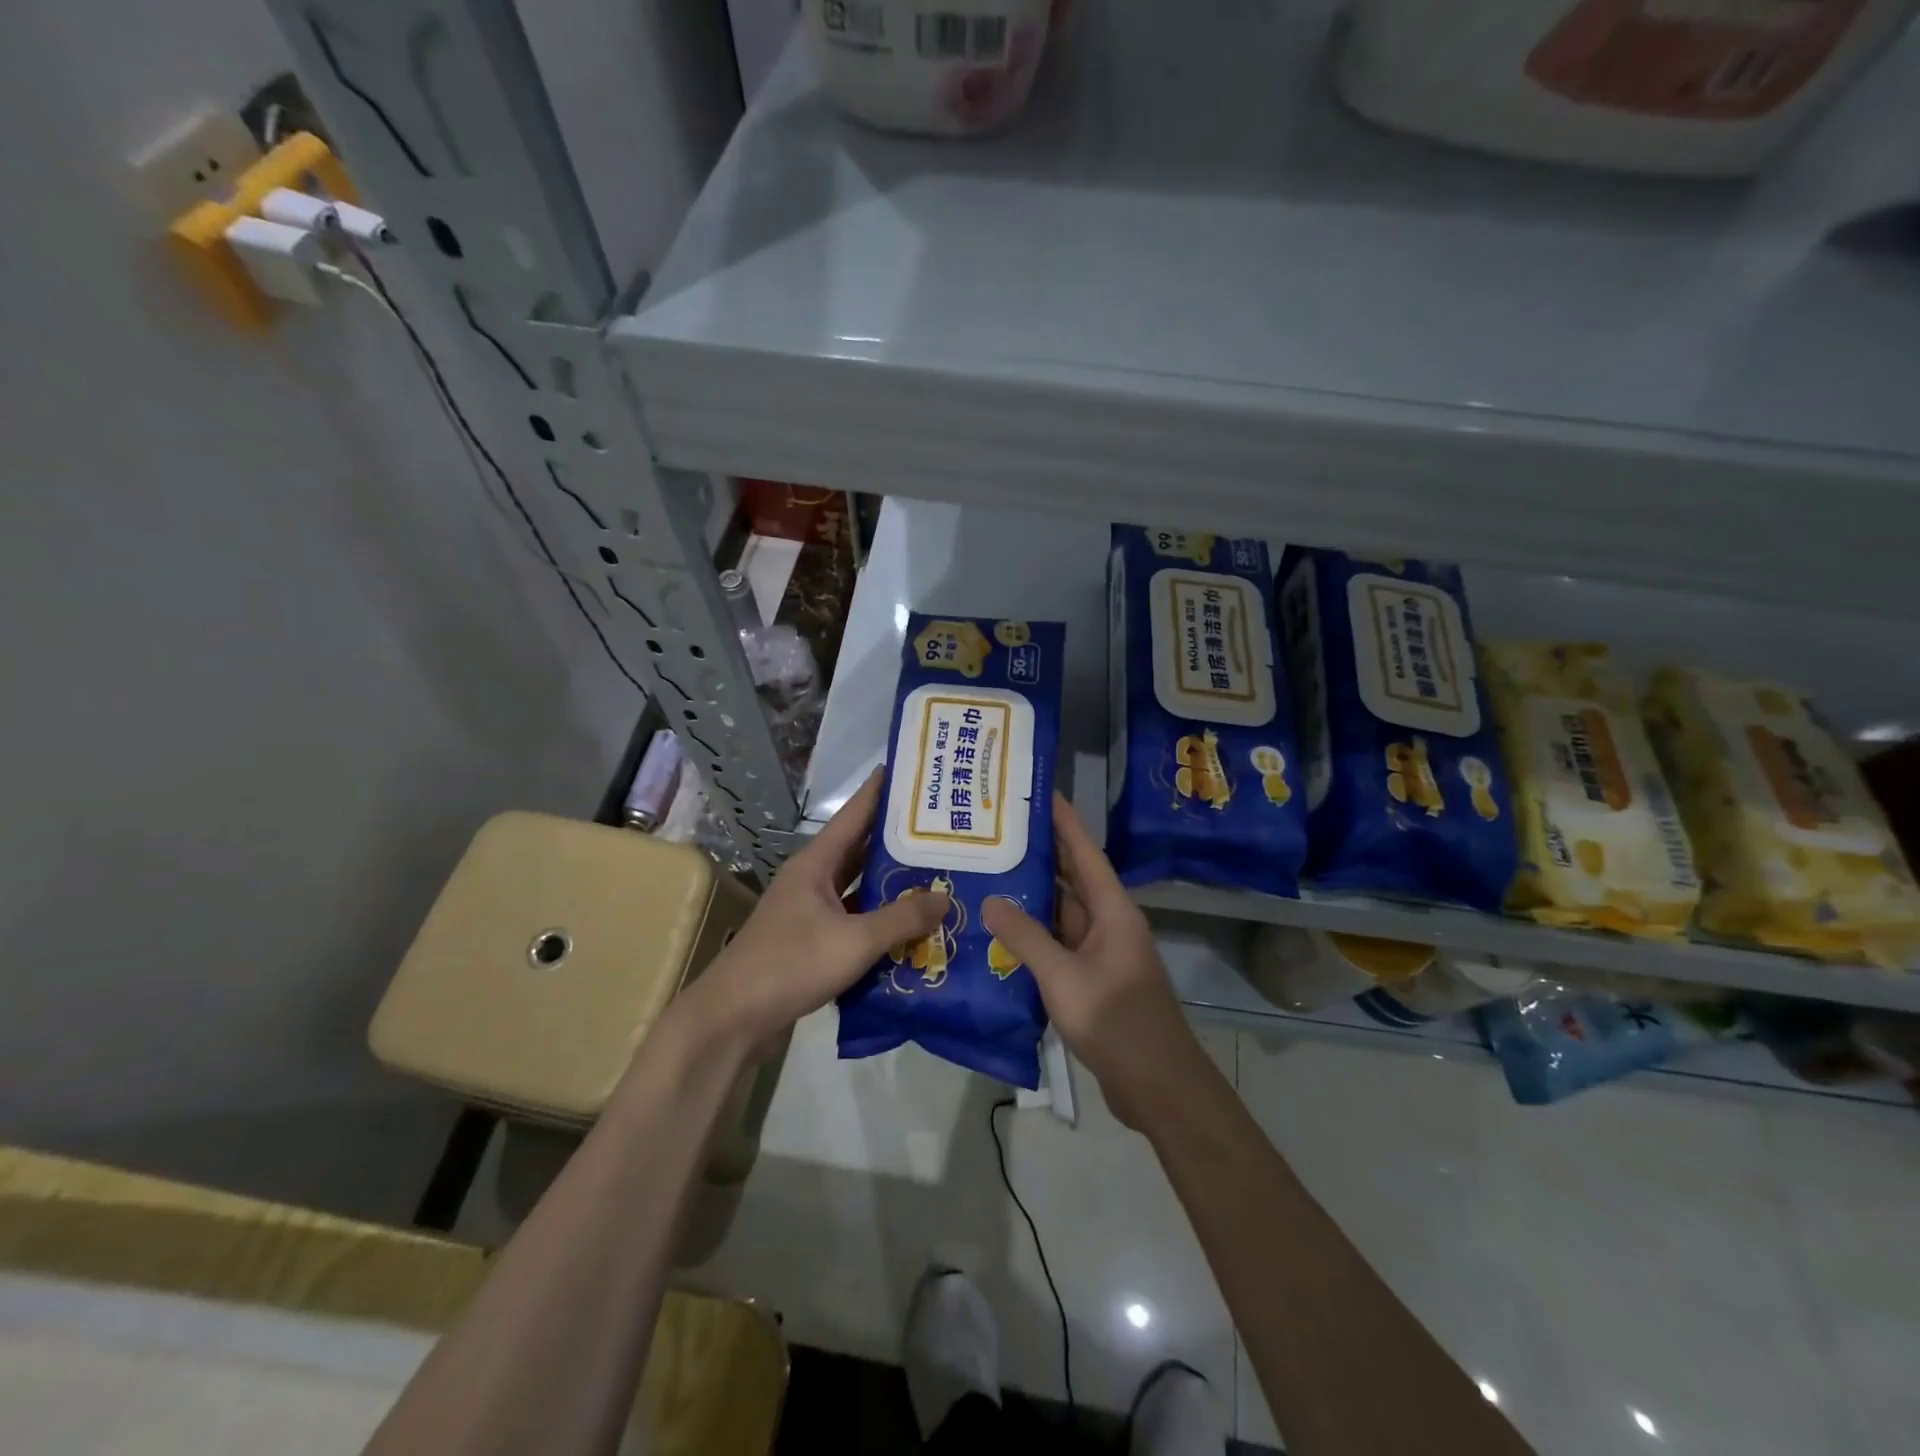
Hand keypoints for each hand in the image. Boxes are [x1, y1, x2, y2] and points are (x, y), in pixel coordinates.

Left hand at [678, 771, 948, 1048]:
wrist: (734, 1018)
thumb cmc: (791, 964)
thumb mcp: (854, 941)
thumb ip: (901, 919)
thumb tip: (944, 898)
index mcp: (816, 864)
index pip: (854, 814)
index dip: (881, 791)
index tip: (910, 770)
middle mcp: (812, 879)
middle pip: (860, 848)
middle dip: (897, 838)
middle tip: (940, 827)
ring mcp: (810, 911)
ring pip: (858, 886)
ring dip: (890, 882)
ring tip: (935, 872)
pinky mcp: (812, 940)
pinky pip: (854, 918)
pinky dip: (879, 918)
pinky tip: (909, 925)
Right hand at [983, 793, 1201, 1128]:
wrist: (1156, 1084)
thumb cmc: (1115, 1020)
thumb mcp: (1063, 976)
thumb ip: (1026, 937)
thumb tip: (992, 900)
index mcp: (1113, 910)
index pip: (1085, 852)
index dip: (1065, 821)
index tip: (1041, 792)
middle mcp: (1110, 923)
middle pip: (1073, 880)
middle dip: (1041, 855)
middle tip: (999, 834)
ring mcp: (1102, 954)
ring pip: (1063, 914)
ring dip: (1033, 899)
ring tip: (991, 876)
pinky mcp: (1093, 981)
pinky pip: (1060, 945)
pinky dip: (1035, 936)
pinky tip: (1003, 934)